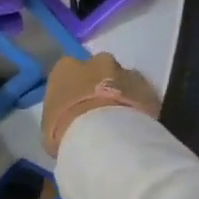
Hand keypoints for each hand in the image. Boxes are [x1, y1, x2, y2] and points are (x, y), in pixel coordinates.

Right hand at [41, 53, 159, 157]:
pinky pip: (143, 95)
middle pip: (99, 70)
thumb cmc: (65, 131)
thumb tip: (67, 123)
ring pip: (124, 80)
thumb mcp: (49, 127)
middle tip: (100, 112)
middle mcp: (96, 61)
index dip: (74, 89)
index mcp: (65, 68)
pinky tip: (136, 126)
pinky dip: (140, 106)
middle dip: (100, 85)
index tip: (75, 106)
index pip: (69, 72)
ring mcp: (125, 72)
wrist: (103, 136)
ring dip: (122, 94)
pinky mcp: (149, 87)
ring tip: (121, 121)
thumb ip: (59, 116)